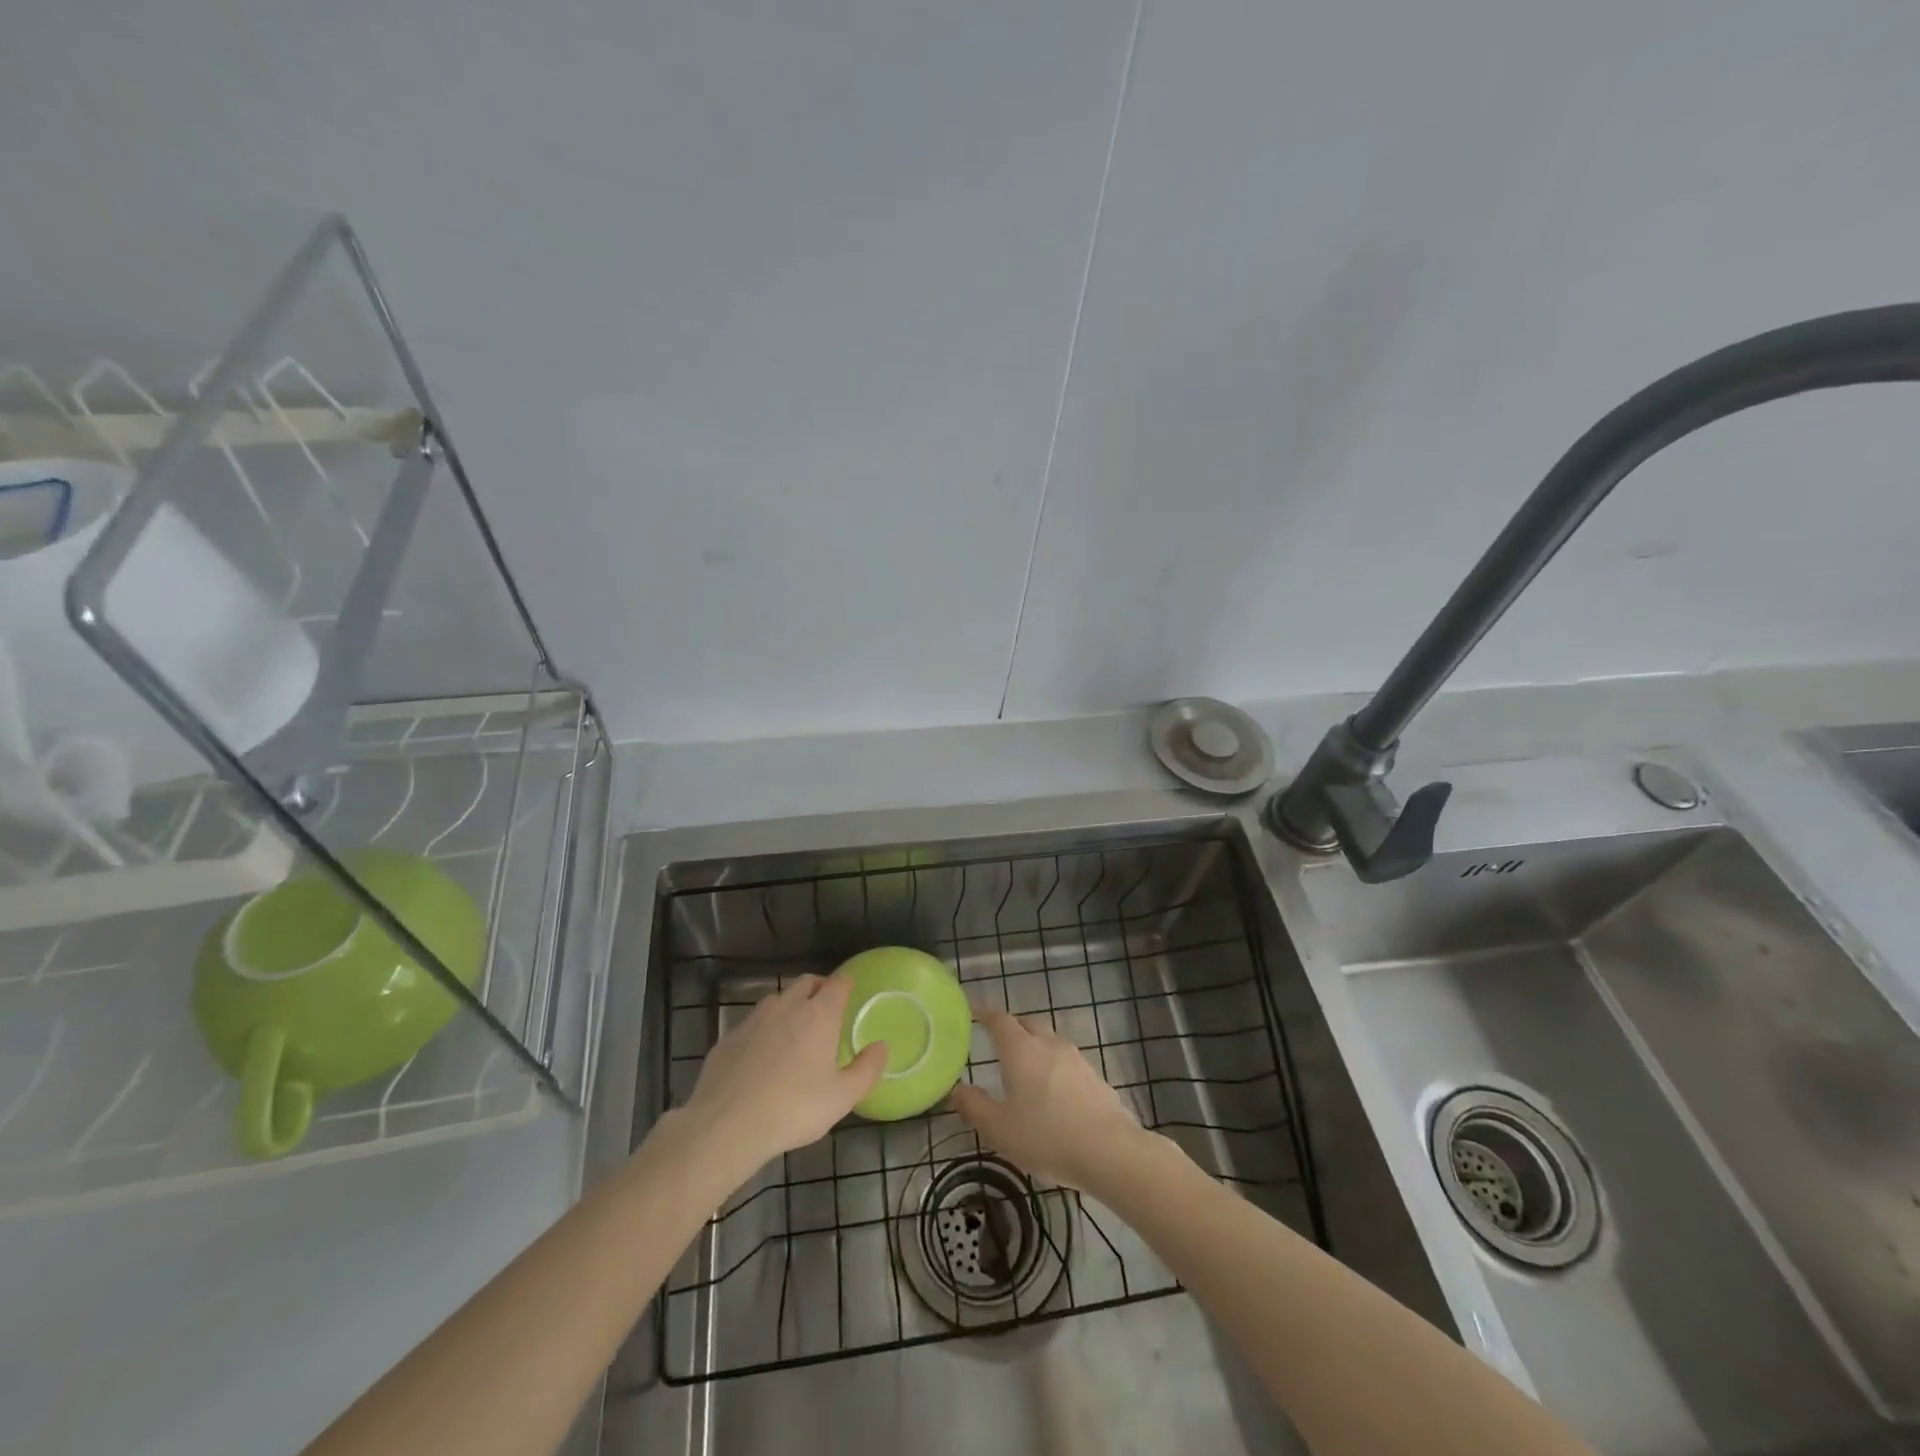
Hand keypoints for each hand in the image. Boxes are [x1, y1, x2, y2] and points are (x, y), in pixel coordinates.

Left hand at [677, 974, 887, 1173]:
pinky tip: (761, 1055)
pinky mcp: (728, 1037)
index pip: (837, 983)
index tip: (850, 991)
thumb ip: (867, 1069)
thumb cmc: (794, 1108)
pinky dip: (762, 1030)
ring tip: (794, 1029)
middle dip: (818, 988)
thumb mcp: (842, 1097)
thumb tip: (882, 1046)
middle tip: (826, 1008)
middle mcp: (787, 1007)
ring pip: (776, 999)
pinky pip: (752, 1023)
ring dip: (789, 1005)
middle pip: (806, 982)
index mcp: (819, 1015)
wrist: (726, 1125)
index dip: (846, 984)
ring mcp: (753, 1019)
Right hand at [950, 1008, 1149, 1191]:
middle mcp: (1048, 1044)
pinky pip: (1066, 1061)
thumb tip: (956, 1089)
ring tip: (1024, 1067)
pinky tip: (1052, 1091)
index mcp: (1020, 1049)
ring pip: (1049, 1040)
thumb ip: (974, 1106)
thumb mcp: (999, 1129)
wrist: (1109, 1150)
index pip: (1000, 1019)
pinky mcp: (1094, 1076)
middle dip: (1011, 1026)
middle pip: (1027, 1023)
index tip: (974, 1011)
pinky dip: (1053, 1066)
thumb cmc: (1046, 1136)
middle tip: (997, 1040)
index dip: (985, 1013)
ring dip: (1034, 1046)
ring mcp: (1075, 1058)